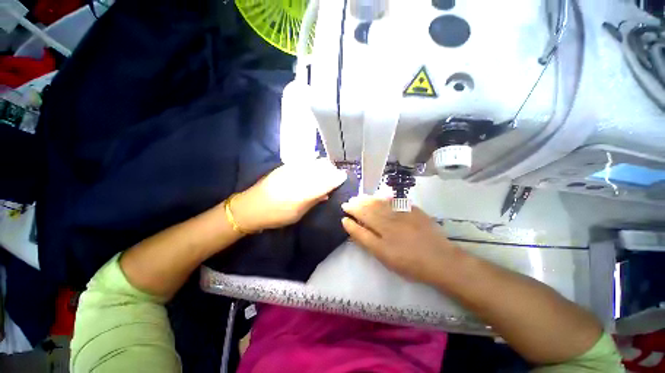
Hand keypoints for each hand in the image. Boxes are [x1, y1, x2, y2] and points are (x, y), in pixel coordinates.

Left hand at [231, 159, 347, 231]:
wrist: (250, 207)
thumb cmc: (275, 215)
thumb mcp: (298, 214)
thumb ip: (314, 201)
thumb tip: (327, 193)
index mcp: (303, 193)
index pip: (326, 181)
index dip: (337, 178)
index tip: (344, 177)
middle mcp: (299, 177)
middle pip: (323, 167)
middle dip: (332, 170)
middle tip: (334, 177)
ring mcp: (291, 169)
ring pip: (315, 161)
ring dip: (324, 166)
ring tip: (326, 172)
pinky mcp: (285, 166)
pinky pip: (305, 160)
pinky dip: (314, 162)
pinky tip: (314, 165)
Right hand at [341, 196, 461, 285]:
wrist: (440, 260)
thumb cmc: (409, 263)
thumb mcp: (383, 256)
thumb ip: (364, 238)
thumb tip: (348, 223)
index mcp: (381, 234)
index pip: (361, 220)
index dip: (351, 214)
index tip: (344, 212)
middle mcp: (389, 220)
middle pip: (368, 209)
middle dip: (356, 204)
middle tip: (349, 202)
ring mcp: (401, 213)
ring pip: (379, 203)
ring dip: (367, 199)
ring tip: (359, 197)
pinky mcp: (413, 210)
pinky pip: (395, 200)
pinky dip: (385, 197)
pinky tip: (379, 196)